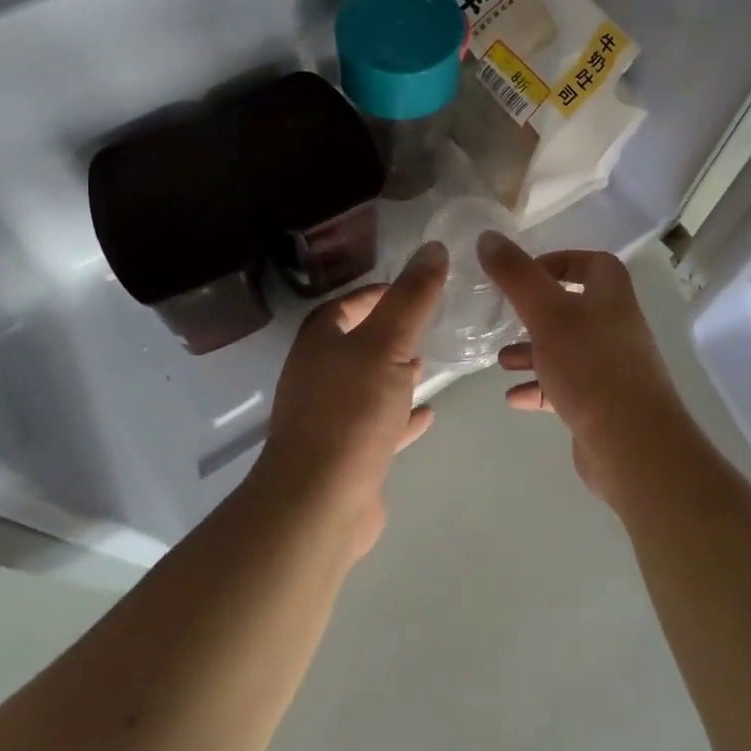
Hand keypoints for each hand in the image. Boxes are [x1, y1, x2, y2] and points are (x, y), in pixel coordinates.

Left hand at [254, 241, 448, 560]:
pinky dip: (400, 416)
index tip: (411, 288)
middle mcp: (317, 376)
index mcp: (319, 343)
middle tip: (425, 324)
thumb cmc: (351, 411)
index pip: (344, 305)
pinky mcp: (345, 455)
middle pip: (354, 344)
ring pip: (366, 384)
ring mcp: (329, 418)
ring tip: (428, 364)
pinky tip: (427, 414)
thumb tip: (433, 247)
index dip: (374, 294)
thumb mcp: (388, 344)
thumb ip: (412, 298)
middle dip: (387, 333)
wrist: (319, 503)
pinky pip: (378, 425)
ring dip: (394, 373)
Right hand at [478, 232, 692, 505]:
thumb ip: (516, 274)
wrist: (634, 445)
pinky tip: (512, 396)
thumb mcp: (546, 312)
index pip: (589, 262)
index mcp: (611, 295)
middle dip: (535, 312)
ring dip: (532, 351)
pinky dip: (539, 387)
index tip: (522, 275)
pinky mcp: (602, 404)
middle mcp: (616, 325)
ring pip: (566, 349)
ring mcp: (611, 367)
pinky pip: (565, 386)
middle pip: (573, 307)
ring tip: (500, 360)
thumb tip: (488, 237)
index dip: (556, 262)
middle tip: (504, 317)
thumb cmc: (590, 366)